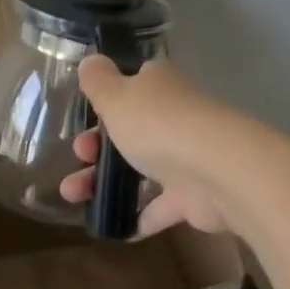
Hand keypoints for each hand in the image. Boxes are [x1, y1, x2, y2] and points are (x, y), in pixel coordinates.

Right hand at [56, 57, 245, 235]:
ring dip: (106, 182)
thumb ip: (98, 80)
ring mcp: (186, 158)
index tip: (84, 118)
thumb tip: (91, 59)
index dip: (106, 101)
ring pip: (141, 169)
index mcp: (159, 87)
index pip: (132, 86)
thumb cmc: (159, 126)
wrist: (215, 172)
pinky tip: (113, 228)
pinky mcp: (193, 196)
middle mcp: (176, 118)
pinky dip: (139, 217)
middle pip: (132, 131)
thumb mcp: (116, 95)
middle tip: (79, 156)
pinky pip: (160, 207)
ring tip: (74, 195)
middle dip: (97, 146)